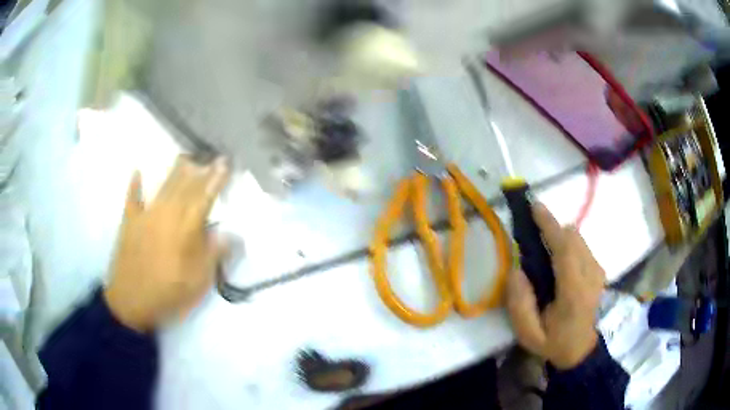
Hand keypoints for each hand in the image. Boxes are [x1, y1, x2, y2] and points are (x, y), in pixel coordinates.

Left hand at [104, 155, 229, 331]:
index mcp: (185, 229)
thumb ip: (214, 254)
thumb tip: (231, 233)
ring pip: (163, 188)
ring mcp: (145, 216)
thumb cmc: (169, 293)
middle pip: (185, 187)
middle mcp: (166, 215)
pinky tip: (137, 172)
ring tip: (186, 158)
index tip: (225, 163)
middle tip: (210, 158)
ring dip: (175, 172)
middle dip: (200, 171)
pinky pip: (132, 199)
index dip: (216, 180)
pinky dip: (135, 186)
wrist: (131, 301)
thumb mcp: (199, 282)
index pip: (204, 198)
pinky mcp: (129, 223)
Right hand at [506, 203, 605, 369]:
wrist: (583, 350)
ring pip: (578, 239)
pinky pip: (581, 246)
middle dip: (552, 230)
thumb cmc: (555, 343)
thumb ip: (520, 305)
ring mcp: (598, 271)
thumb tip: (516, 270)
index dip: (550, 225)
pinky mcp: (599, 269)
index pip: (565, 249)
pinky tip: (558, 263)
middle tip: (531, 237)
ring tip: (544, 254)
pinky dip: (568, 245)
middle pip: (573, 237)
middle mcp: (591, 275)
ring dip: (560, 238)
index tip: (534, 207)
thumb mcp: (529, 335)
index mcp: (574, 293)